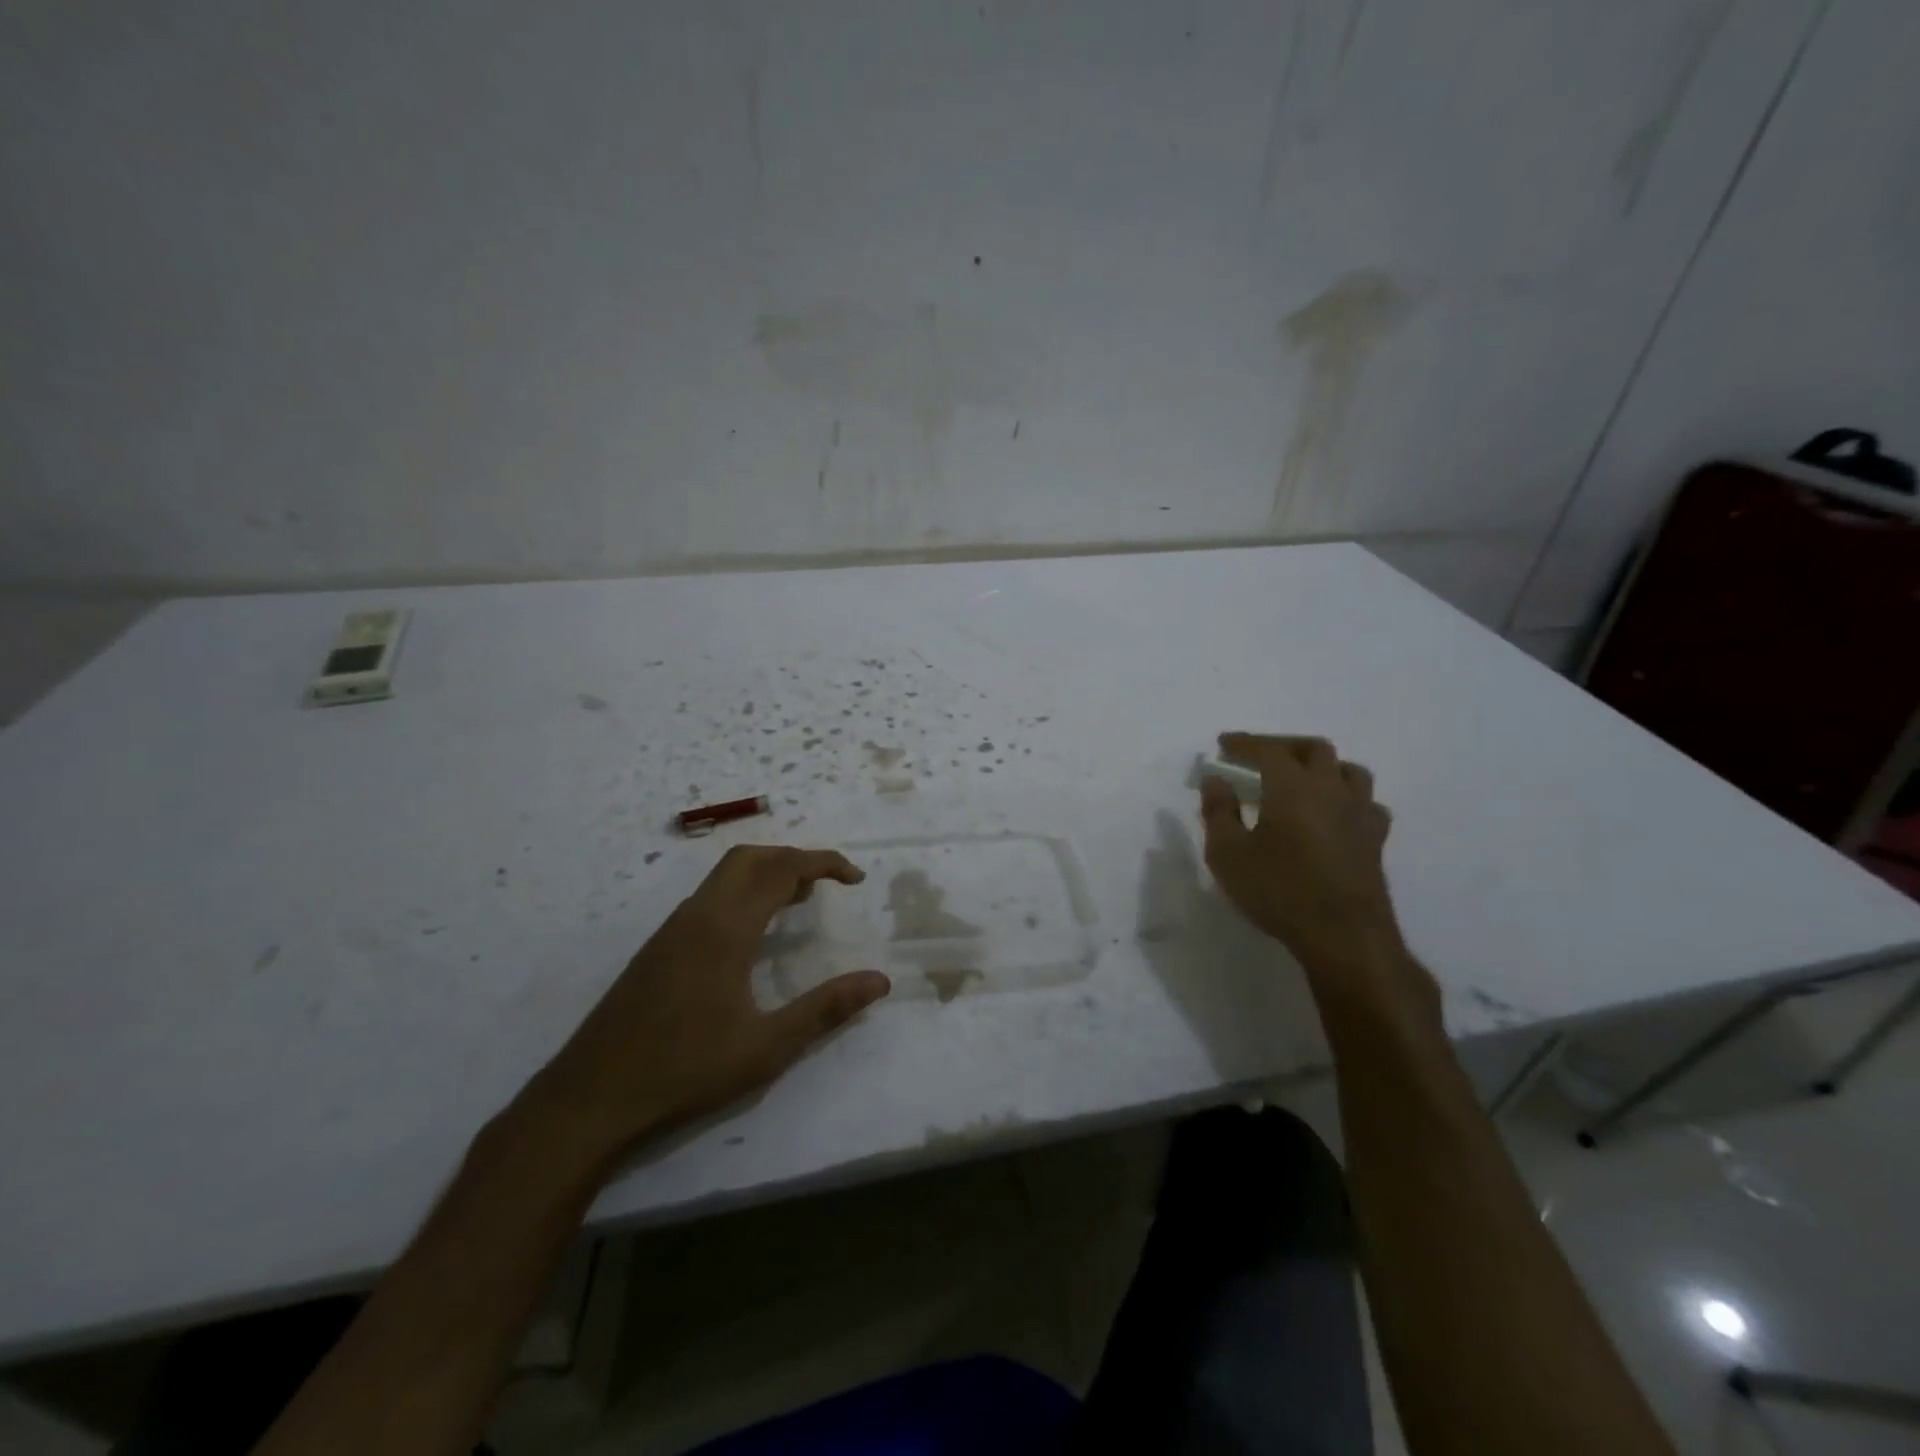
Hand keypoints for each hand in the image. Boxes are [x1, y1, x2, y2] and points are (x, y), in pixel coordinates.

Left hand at [522, 845, 890, 1165]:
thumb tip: (880, 981)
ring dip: (766, 874)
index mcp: (726, 928)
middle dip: (793, 858)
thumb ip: (825, 1010)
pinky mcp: (658, 948)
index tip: (854, 877)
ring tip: (798, 902)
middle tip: (827, 884)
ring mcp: (672, 929)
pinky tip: (752, 934)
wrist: (590, 1099)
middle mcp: (698, 915)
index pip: (781, 869)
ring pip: (725, 876)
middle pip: (749, 858)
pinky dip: (742, 893)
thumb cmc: (685, 1071)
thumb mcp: (766, 1048)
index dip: (822, 863)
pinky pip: (709, 897)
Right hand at [1198, 733, 1436, 1021]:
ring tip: (1301, 778)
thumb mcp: (1227, 854)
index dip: (1244, 743)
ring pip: (1348, 770)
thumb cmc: (1278, 891)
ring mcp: (1359, 813)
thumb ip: (1218, 812)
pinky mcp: (1375, 840)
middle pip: (1313, 749)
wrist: (1343, 936)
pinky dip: (1347, 798)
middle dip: (1282, 746)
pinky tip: (1335, 813)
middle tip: (1258, 757)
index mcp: (1292, 786)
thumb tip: (1214, 780)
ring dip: (1322, 766)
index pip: (1267, 749)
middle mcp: (1330, 789)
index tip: (1224, 744)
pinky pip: (1367, 804)